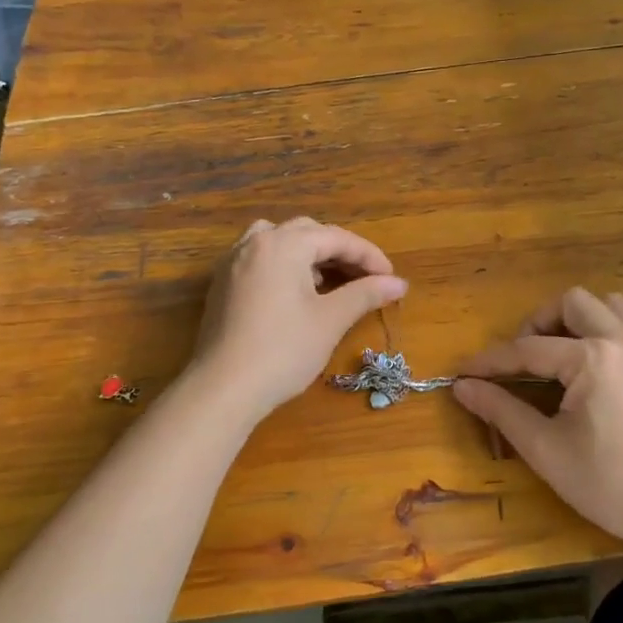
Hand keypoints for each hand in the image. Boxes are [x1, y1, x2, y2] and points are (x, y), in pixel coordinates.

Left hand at [190, 218, 407, 420]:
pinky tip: (296, 293)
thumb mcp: (330, 320)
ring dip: (309, 254)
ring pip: (280, 241)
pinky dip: (285, 265)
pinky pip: (260, 258)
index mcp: (283, 244)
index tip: (391, 279)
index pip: (336, 238)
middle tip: (365, 278)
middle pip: (307, 233)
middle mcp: (256, 243)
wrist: (223, 389)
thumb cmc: (283, 351)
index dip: (368, 256)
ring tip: (328, 281)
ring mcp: (233, 262)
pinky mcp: (223, 284)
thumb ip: (365, 294)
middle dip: (340, 251)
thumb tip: (399, 283)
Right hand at [453, 288, 622, 554]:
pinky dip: (616, 332)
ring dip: (581, 321)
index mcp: (594, 357)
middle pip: (573, 302)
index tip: (465, 372)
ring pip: (611, 305)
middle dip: (540, 323)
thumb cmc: (611, 485)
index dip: (492, 362)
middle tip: (524, 360)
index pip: (529, 349)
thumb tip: (463, 386)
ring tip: (563, 356)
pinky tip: (605, 365)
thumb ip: (502, 411)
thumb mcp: (547, 450)